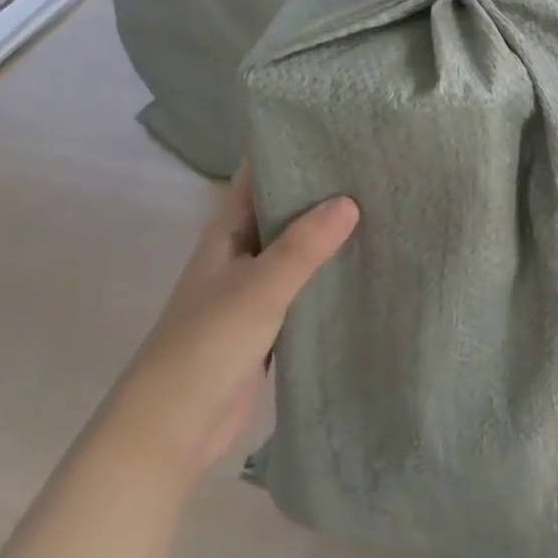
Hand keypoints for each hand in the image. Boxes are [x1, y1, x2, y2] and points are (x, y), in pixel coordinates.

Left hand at [90, 161, 357, 485]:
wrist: (171, 433)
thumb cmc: (204, 347)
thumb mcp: (258, 289)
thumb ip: (304, 246)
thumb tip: (352, 200)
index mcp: (229, 228)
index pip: (263, 170)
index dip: (295, 144)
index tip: (342, 124)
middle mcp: (244, 247)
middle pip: (288, 203)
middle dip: (326, 183)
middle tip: (379, 158)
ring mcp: (258, 283)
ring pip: (302, 243)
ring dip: (333, 227)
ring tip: (386, 199)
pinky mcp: (274, 318)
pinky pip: (309, 280)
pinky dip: (333, 268)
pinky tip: (371, 257)